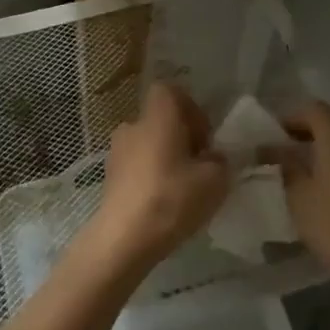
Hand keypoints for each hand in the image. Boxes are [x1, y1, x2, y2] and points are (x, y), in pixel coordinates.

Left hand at [85, 83, 230, 274]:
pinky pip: (137, 164)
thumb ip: (220, 162)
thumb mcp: (215, 180)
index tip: (204, 138)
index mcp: (158, 117)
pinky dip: (151, 175)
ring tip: (184, 188)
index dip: (190, 108)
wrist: (123, 238)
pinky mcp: (110, 176)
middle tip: (200, 166)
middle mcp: (133, 125)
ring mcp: (116, 151)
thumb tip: (213, 158)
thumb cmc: (171, 199)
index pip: (170, 91)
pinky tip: (163, 203)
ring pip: (149, 143)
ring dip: (166, 157)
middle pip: (161, 119)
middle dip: (182, 137)